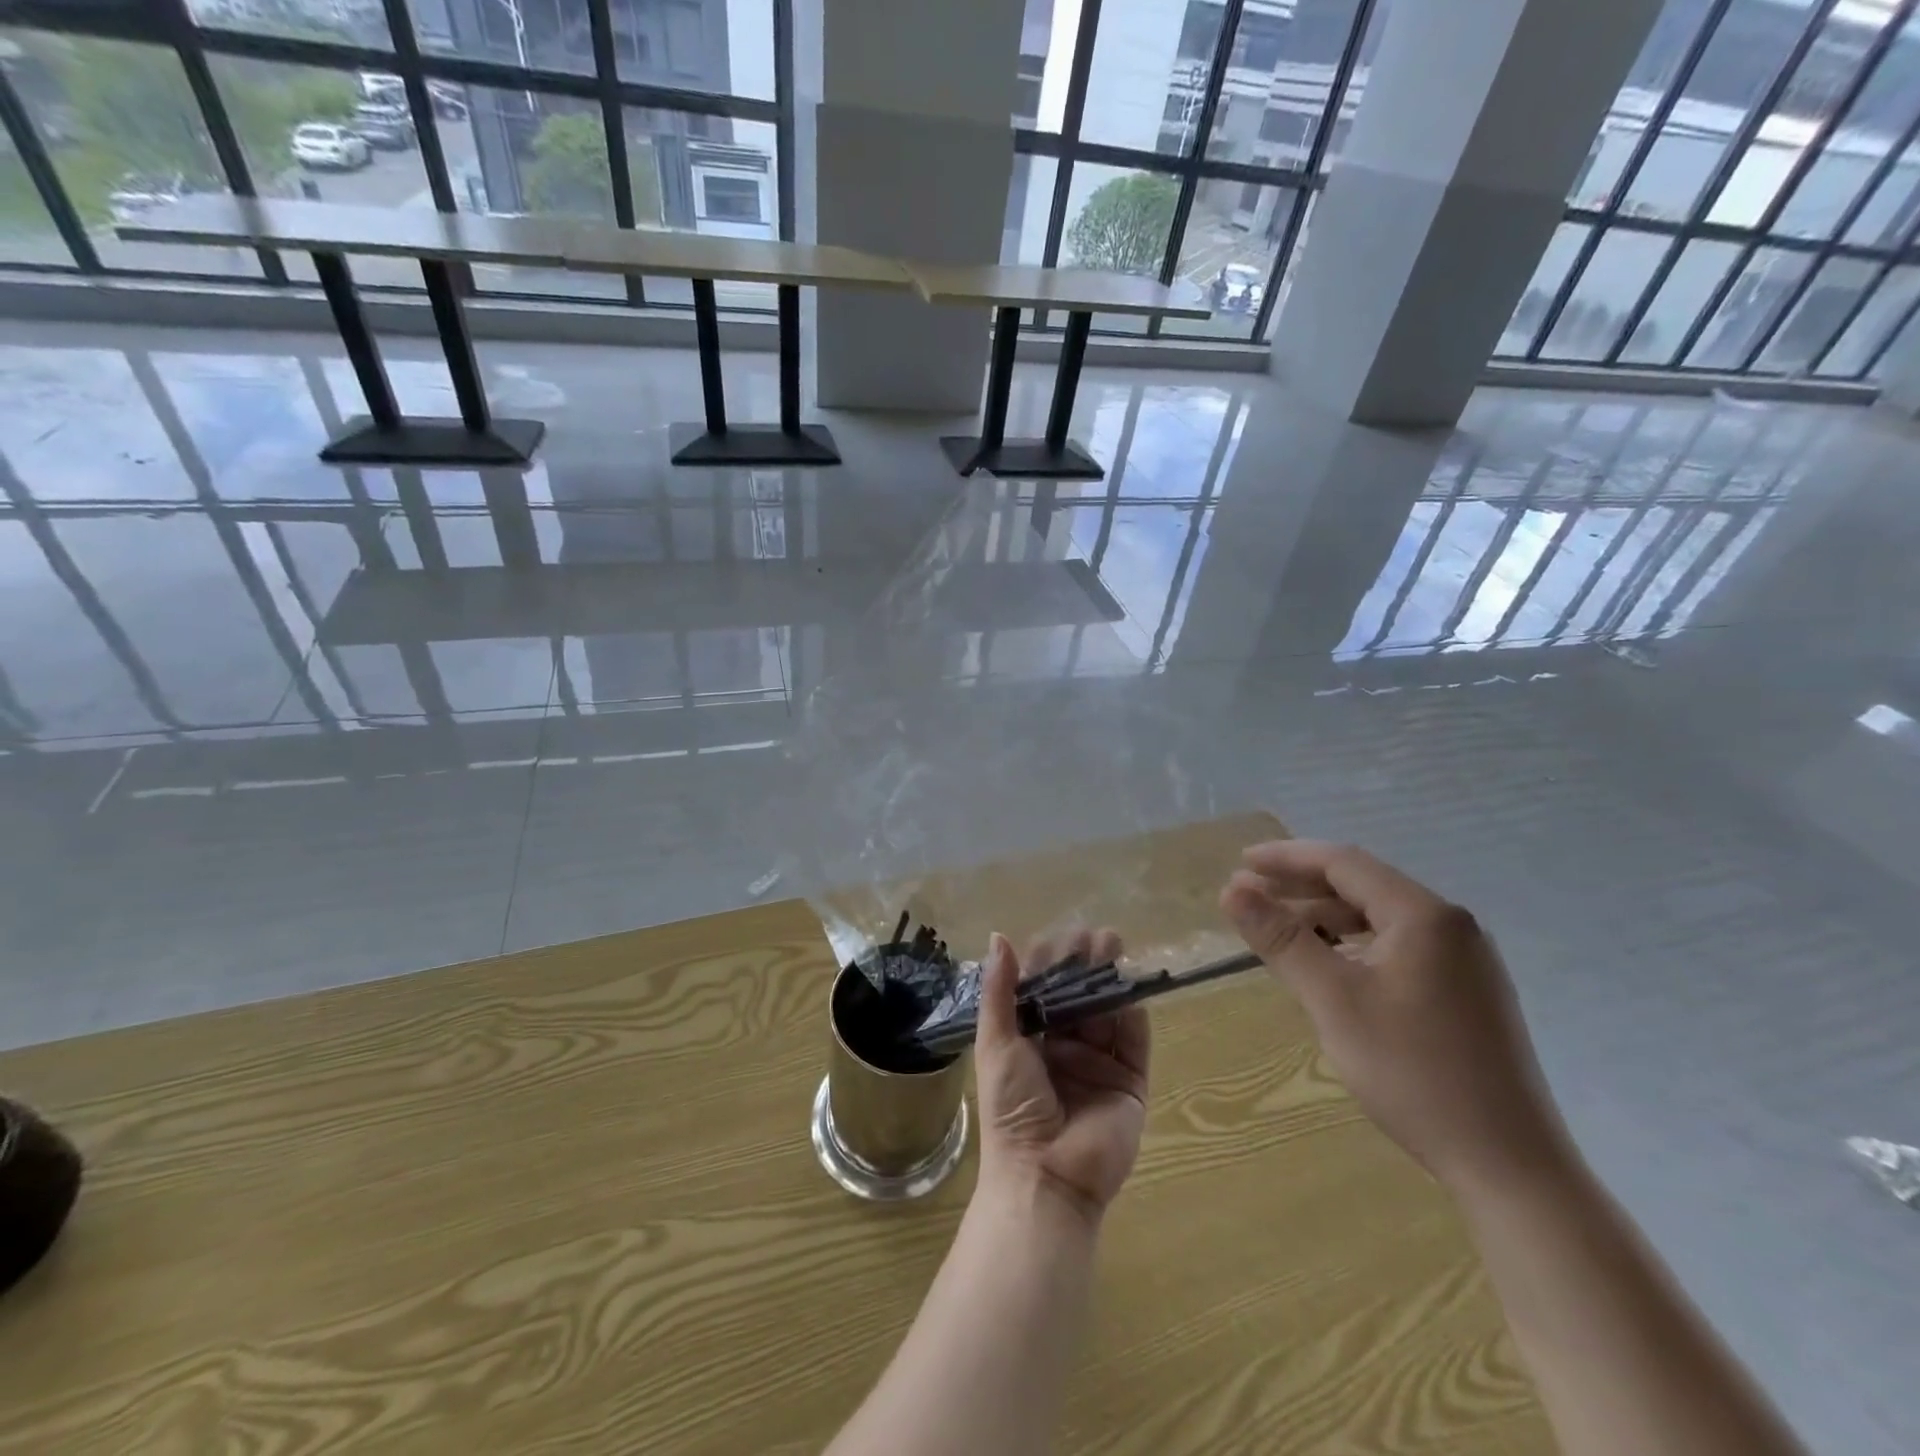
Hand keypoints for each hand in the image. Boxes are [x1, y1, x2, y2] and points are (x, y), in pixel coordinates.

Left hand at [973, 929, 1150, 1224]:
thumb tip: (999, 936)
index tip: (1061, 934)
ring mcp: (1099, 1066)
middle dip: (1086, 965)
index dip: (1051, 963)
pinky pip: (1135, 1043)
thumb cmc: (1011, 1106)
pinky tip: (1132, 988)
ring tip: (1114, 946)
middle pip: (1079, 998)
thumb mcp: (997, 1042)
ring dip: (1111, 981)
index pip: (1044, 991)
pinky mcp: (1129, 1084)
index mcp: (1030, 1041)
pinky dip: (1134, 1015)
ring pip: (1108, 1014)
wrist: (1045, 1176)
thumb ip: (1000, 990)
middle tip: (1097, 934)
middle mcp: (1065, 1049)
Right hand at [1220, 840, 1573, 1197]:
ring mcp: (1465, 961)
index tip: (1240, 862)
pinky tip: (1328, 965)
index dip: (1286, 858)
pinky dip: (1353, 945)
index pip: (1343, 863)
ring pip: (1379, 919)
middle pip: (1362, 886)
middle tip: (1248, 896)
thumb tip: (1232, 890)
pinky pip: (1398, 947)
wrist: (1510, 1167)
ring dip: (1324, 917)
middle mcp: (1450, 926)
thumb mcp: (1334, 1001)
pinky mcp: (1467, 993)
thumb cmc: (1414, 1073)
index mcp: (1423, 916)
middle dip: (1301, 887)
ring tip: (1278, 930)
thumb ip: (1282, 939)